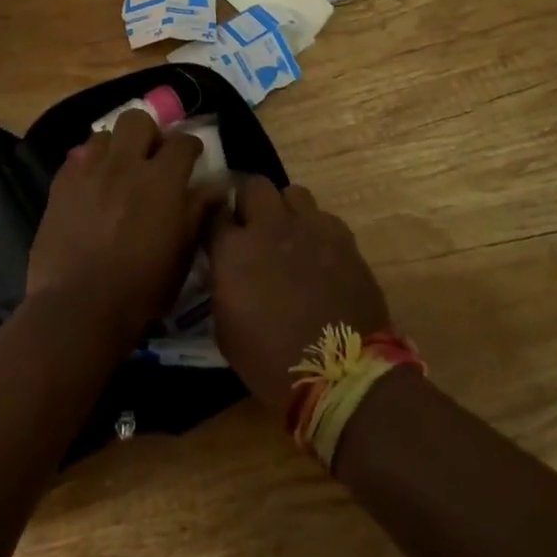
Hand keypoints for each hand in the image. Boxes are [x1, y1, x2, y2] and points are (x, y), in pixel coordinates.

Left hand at [27, 110, 206, 350]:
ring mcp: (89, 171)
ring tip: (118, 171)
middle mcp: (125, 164)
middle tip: (151, 158)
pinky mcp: (60, 184)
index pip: (183, 141)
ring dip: (115, 148)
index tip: (192, 158)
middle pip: (138, 121)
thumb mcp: (182, 254)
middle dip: (149, 133)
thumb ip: (198, 212)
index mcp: (162, 179)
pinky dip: (88, 166)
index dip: (190, 146)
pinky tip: (91, 188)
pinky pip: (77, 158)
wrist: (78, 307)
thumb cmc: (140, 288)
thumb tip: (214, 186)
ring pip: (104, 135)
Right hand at [207, 179, 390, 419]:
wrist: (342, 371)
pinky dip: (316, 229)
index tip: (217, 233)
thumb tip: (225, 270)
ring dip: (285, 209)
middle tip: (252, 226)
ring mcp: (309, 226)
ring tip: (288, 233)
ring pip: (292, 192)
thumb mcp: (226, 330)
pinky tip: (318, 252)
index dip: (215, 221)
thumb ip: (222, 286)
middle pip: (253, 186)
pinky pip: (323, 216)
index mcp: (233, 249)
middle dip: (249, 201)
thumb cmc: (272, 361)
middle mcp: (269, 226)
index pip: (213, 212)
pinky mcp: (342, 235)